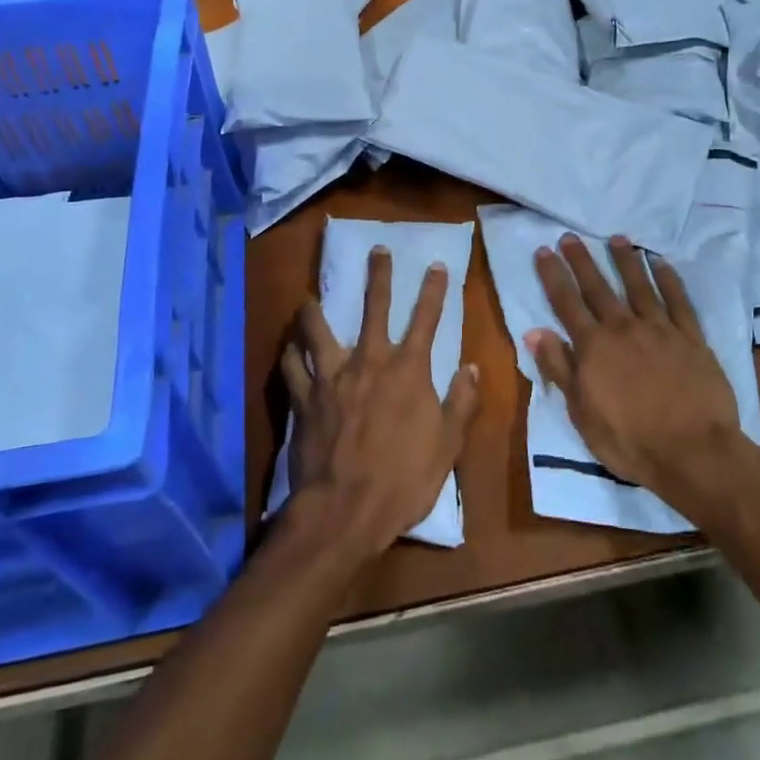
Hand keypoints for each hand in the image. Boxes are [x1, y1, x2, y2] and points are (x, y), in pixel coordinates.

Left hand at [280, 247, 479, 562]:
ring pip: (318, 329)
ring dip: (314, 311)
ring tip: (309, 299)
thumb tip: (471, 368)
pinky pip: (291, 367)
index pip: (426, 319)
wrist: (345, 509)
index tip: (436, 264)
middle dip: (378, 275)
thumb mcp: (447, 445)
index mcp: (408, 370)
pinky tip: (288, 349)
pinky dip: (290, 355)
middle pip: (374, 307)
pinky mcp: (304, 398)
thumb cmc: (403, 479)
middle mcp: (368, 361)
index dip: (434, 290)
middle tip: (377, 249)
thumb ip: (461, 403)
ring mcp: (332, 377)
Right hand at [529, 235, 745, 506]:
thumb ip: (559, 368)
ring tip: (616, 238)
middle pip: (598, 288)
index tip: (544, 251)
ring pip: (639, 286)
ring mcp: (660, 330)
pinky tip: (661, 263)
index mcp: (594, 346)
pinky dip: (669, 279)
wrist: (694, 453)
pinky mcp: (691, 338)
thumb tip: (534, 331)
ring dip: (625, 261)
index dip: (553, 276)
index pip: (566, 303)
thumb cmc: (630, 440)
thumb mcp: (581, 412)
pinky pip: (679, 301)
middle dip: (582, 261)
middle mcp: (624, 328)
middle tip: (571, 236)